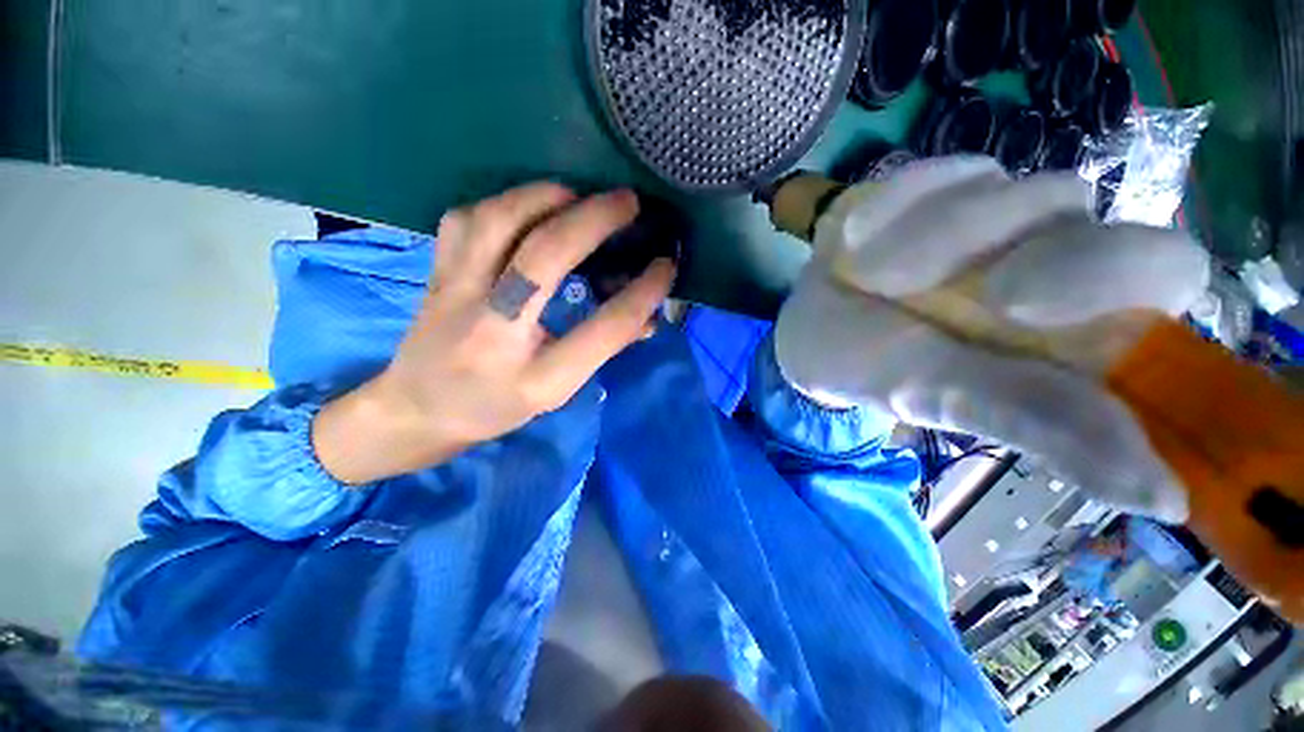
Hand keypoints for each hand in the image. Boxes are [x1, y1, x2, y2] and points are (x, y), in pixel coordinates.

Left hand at [313, 183, 675, 484]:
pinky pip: (464, 219)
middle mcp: (494, 330)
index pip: (603, 328)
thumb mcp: (558, 391)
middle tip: (628, 202)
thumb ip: (603, 350)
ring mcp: (455, 294)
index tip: (667, 265)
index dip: (642, 293)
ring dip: (544, 198)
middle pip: (544, 258)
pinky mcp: (435, 272)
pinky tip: (524, 207)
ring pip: (496, 222)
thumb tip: (648, 316)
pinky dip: (501, 202)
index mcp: (535, 375)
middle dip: (594, 221)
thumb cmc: (497, 407)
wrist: (417, 410)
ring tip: (576, 196)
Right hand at [775, 157, 1208, 521]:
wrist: (808, 328)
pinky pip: (940, 173)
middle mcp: (1053, 256)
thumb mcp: (939, 397)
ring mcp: (997, 212)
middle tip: (915, 288)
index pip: (1166, 270)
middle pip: (1075, 206)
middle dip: (992, 245)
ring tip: (867, 276)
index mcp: (1075, 323)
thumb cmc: (868, 370)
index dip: (1108, 272)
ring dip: (927, 239)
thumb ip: (1039, 422)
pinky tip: (859, 241)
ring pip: (1002, 188)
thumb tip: (1168, 497)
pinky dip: (896, 208)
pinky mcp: (945, 184)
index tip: (1011, 305)